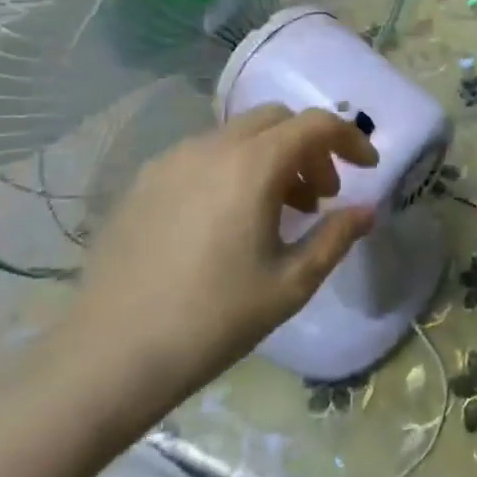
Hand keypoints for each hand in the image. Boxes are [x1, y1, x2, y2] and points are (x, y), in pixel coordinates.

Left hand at [58, 107, 377, 417]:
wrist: (110, 356)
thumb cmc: (214, 319)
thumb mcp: (292, 284)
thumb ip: (336, 237)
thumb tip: (366, 211)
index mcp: (252, 165)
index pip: (316, 125)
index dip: (350, 139)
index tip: (367, 169)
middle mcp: (211, 147)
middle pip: (277, 120)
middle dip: (311, 147)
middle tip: (322, 196)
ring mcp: (171, 161)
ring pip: (239, 135)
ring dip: (272, 158)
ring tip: (278, 212)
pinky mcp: (143, 182)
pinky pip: (204, 155)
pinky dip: (234, 168)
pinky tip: (229, 219)